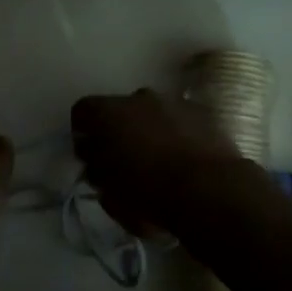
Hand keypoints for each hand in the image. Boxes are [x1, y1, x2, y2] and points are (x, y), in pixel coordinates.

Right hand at [70, 88, 268, 236]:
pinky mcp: (201, 111)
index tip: (88, 153)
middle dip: (119, 130)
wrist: (209, 189)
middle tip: (124, 159)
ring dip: (150, 130)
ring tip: (159, 161)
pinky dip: (176, 133)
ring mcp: (172, 100)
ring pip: (151, 112)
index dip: (82, 131)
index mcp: (108, 113)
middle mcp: (138, 97)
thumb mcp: (109, 192)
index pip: (82, 110)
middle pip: (120, 110)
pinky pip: (179, 119)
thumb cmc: (149, 193)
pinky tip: (184, 159)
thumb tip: (95, 159)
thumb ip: (96, 169)